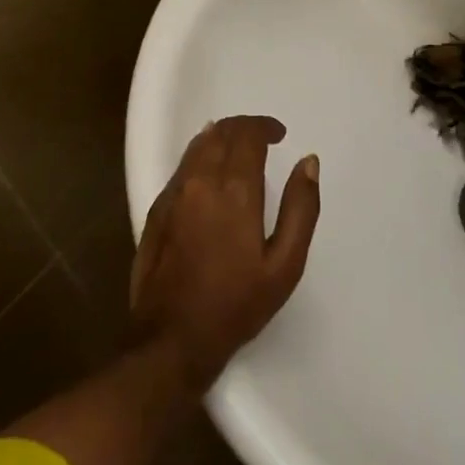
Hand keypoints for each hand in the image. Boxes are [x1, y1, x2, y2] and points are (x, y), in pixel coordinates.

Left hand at [129, 115, 320, 391]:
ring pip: (197, 146)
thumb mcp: (285, 264)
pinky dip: (200, 156)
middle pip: (220, 132)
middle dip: (244, 127)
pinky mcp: (156, 209)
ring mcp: (173, 194)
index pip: (247, 134)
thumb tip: (308, 162)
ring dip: (220, 137)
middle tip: (262, 138)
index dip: (265, 127)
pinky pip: (182, 167)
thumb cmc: (236, 304)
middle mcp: (200, 181)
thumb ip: (301, 208)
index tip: (280, 134)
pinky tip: (210, 173)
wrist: (172, 338)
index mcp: (234, 190)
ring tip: (239, 149)